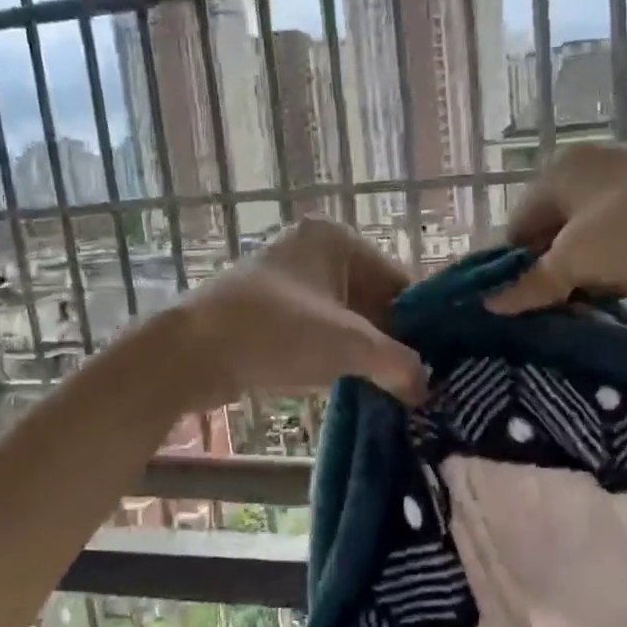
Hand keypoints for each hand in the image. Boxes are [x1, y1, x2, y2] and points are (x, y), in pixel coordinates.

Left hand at [178, 218, 427, 405]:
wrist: (189, 353)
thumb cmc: (277, 332)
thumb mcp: (350, 345)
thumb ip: (399, 364)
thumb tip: (426, 387)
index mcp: (336, 238)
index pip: (398, 280)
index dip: (419, 323)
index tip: (436, 362)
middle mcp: (312, 250)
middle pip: (372, 299)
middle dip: (391, 340)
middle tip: (415, 381)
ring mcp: (286, 280)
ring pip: (344, 318)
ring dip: (364, 351)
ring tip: (389, 387)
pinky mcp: (267, 310)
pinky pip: (317, 329)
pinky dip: (335, 354)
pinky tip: (352, 382)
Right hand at [488, 143, 626, 312]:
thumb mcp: (578, 261)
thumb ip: (532, 284)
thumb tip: (491, 304)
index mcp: (556, 174)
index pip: (516, 228)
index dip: (517, 268)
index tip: (531, 304)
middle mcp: (584, 166)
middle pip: (551, 230)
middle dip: (555, 270)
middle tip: (566, 305)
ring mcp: (624, 175)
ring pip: (586, 233)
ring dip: (587, 268)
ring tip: (600, 297)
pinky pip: (618, 229)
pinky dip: (615, 256)